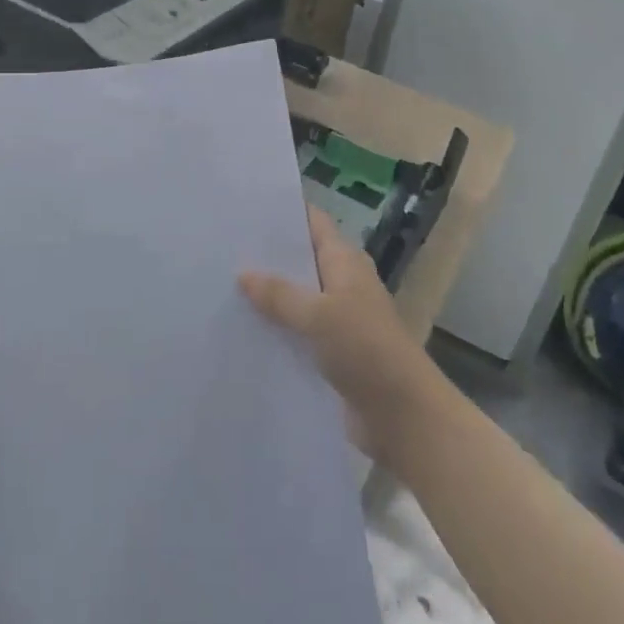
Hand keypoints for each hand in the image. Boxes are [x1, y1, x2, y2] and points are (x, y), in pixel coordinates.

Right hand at [240, 207, 452, 469]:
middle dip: (266, 255)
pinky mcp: (330, 353)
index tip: (245, 206)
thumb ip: (280, 294)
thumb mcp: (319, 315)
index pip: (313, 222)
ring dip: (267, 295)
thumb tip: (242, 273)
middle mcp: (341, 283)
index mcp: (345, 261)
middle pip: (300, 259)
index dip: (284, 211)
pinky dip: (274, 329)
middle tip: (221, 245)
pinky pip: (295, 332)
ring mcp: (336, 319)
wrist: (403, 417)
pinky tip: (239, 328)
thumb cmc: (367, 350)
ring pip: (295, 298)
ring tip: (219, 284)